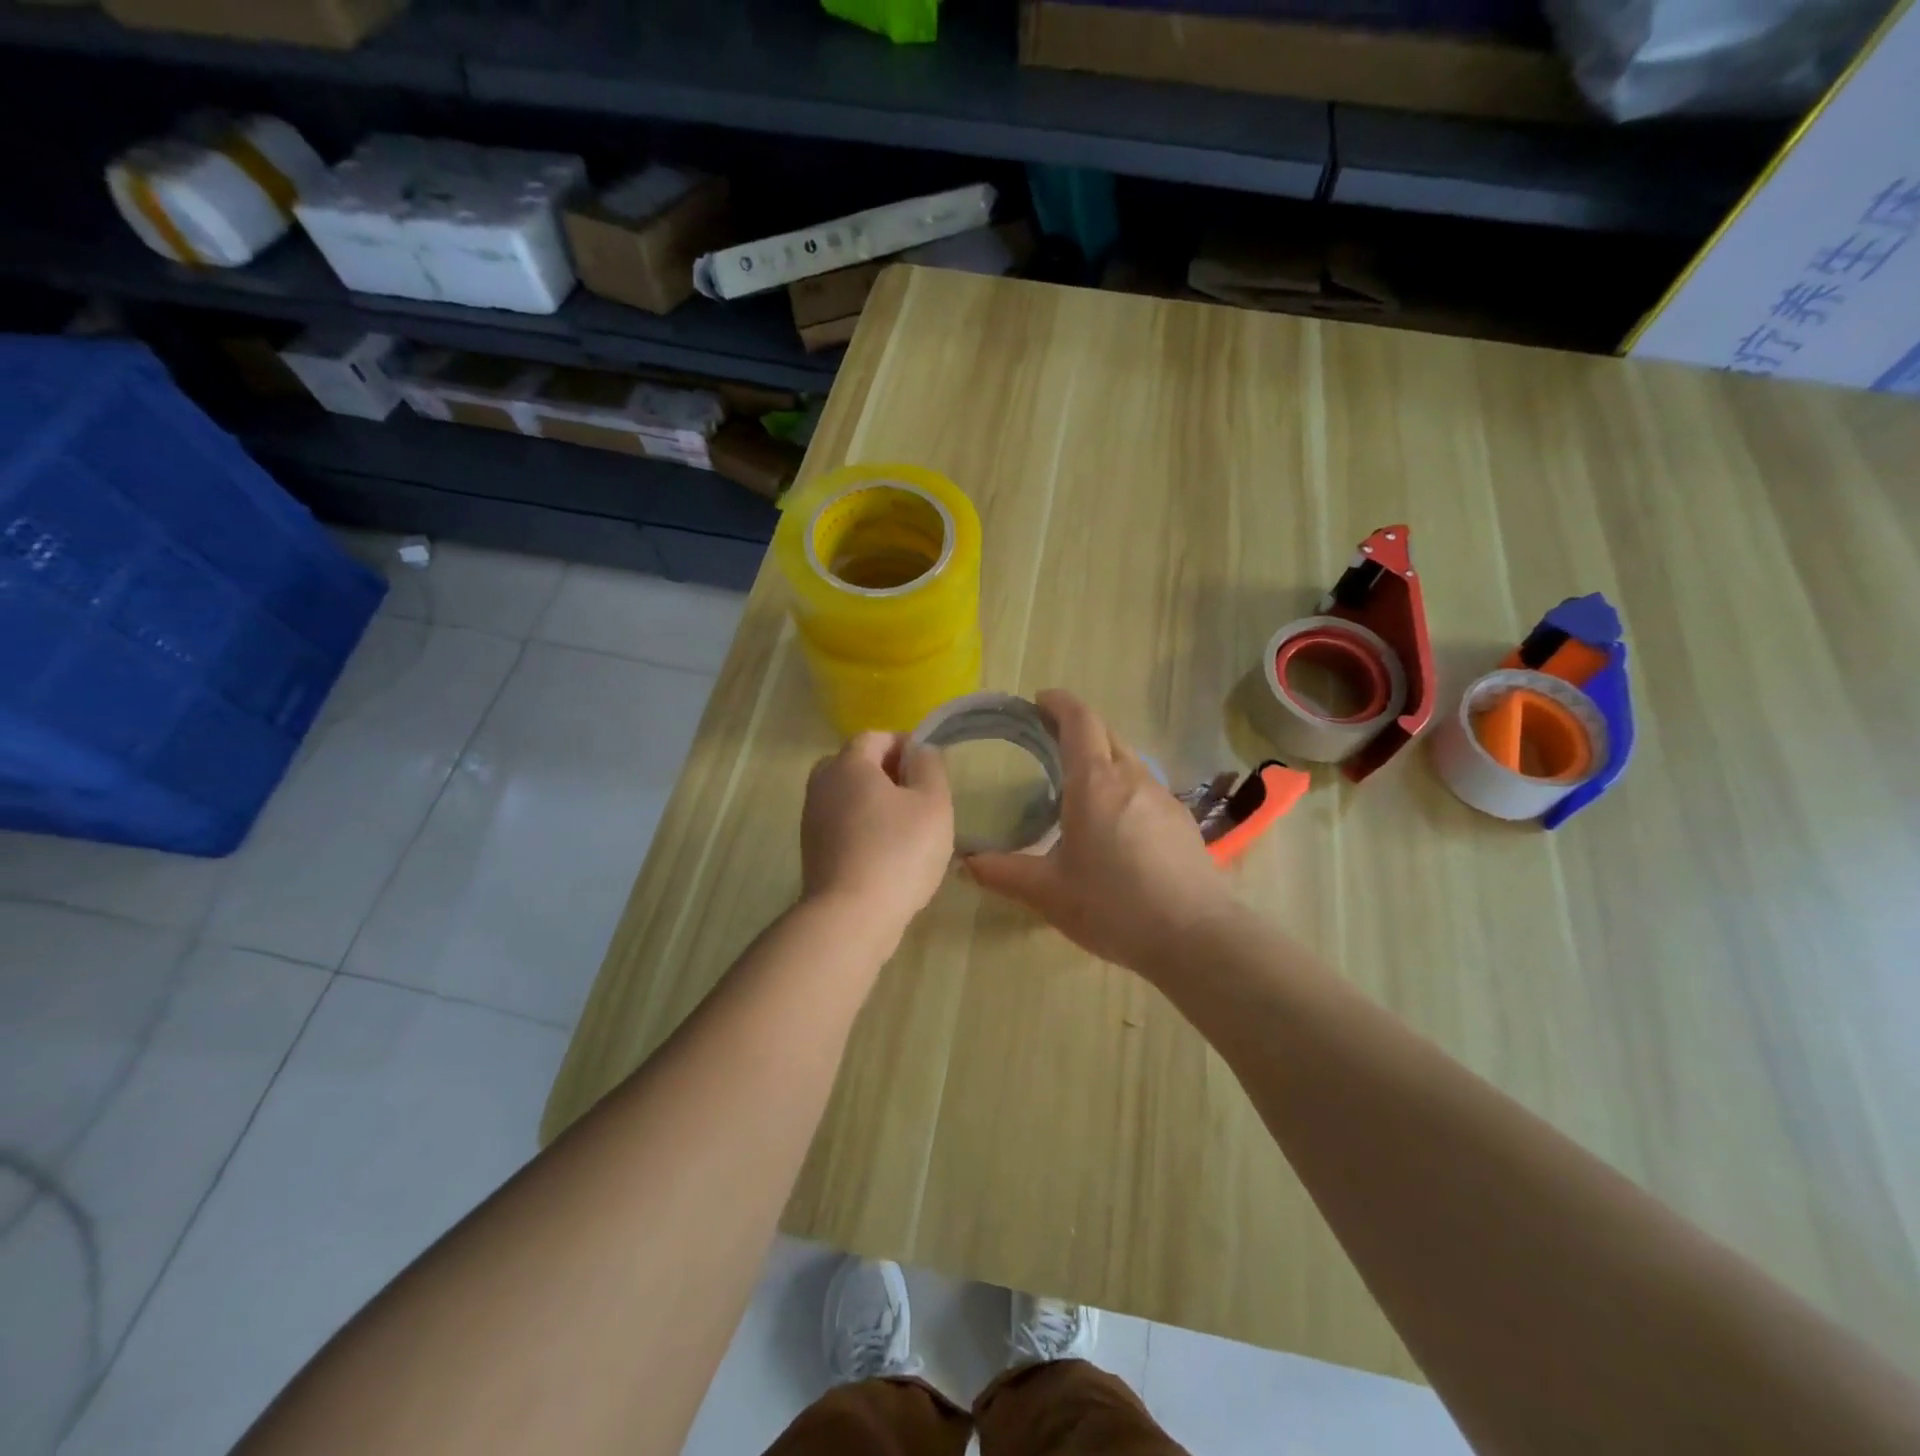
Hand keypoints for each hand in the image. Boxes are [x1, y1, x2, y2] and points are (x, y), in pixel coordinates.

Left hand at [801, 732, 954, 945]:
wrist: (850, 916)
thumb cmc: (898, 852)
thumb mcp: (933, 803)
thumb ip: (930, 766)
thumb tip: (920, 751)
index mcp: (848, 764)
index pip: (875, 736)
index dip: (904, 745)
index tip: (929, 767)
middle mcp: (822, 784)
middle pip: (856, 764)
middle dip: (887, 773)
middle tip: (918, 796)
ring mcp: (812, 819)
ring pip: (847, 796)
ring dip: (875, 803)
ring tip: (907, 828)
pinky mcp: (812, 851)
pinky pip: (841, 824)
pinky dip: (863, 828)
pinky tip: (887, 853)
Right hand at [966, 690, 1234, 977]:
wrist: (1194, 936)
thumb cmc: (1112, 906)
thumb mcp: (1048, 893)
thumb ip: (1003, 873)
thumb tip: (966, 862)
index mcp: (1095, 783)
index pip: (1079, 721)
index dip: (1059, 703)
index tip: (1039, 701)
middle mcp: (1132, 778)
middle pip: (1106, 733)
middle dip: (1077, 726)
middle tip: (1048, 740)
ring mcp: (1162, 797)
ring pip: (1128, 759)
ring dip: (1102, 757)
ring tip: (1077, 783)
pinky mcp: (1181, 820)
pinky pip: (1145, 787)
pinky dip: (1122, 785)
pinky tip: (1114, 822)